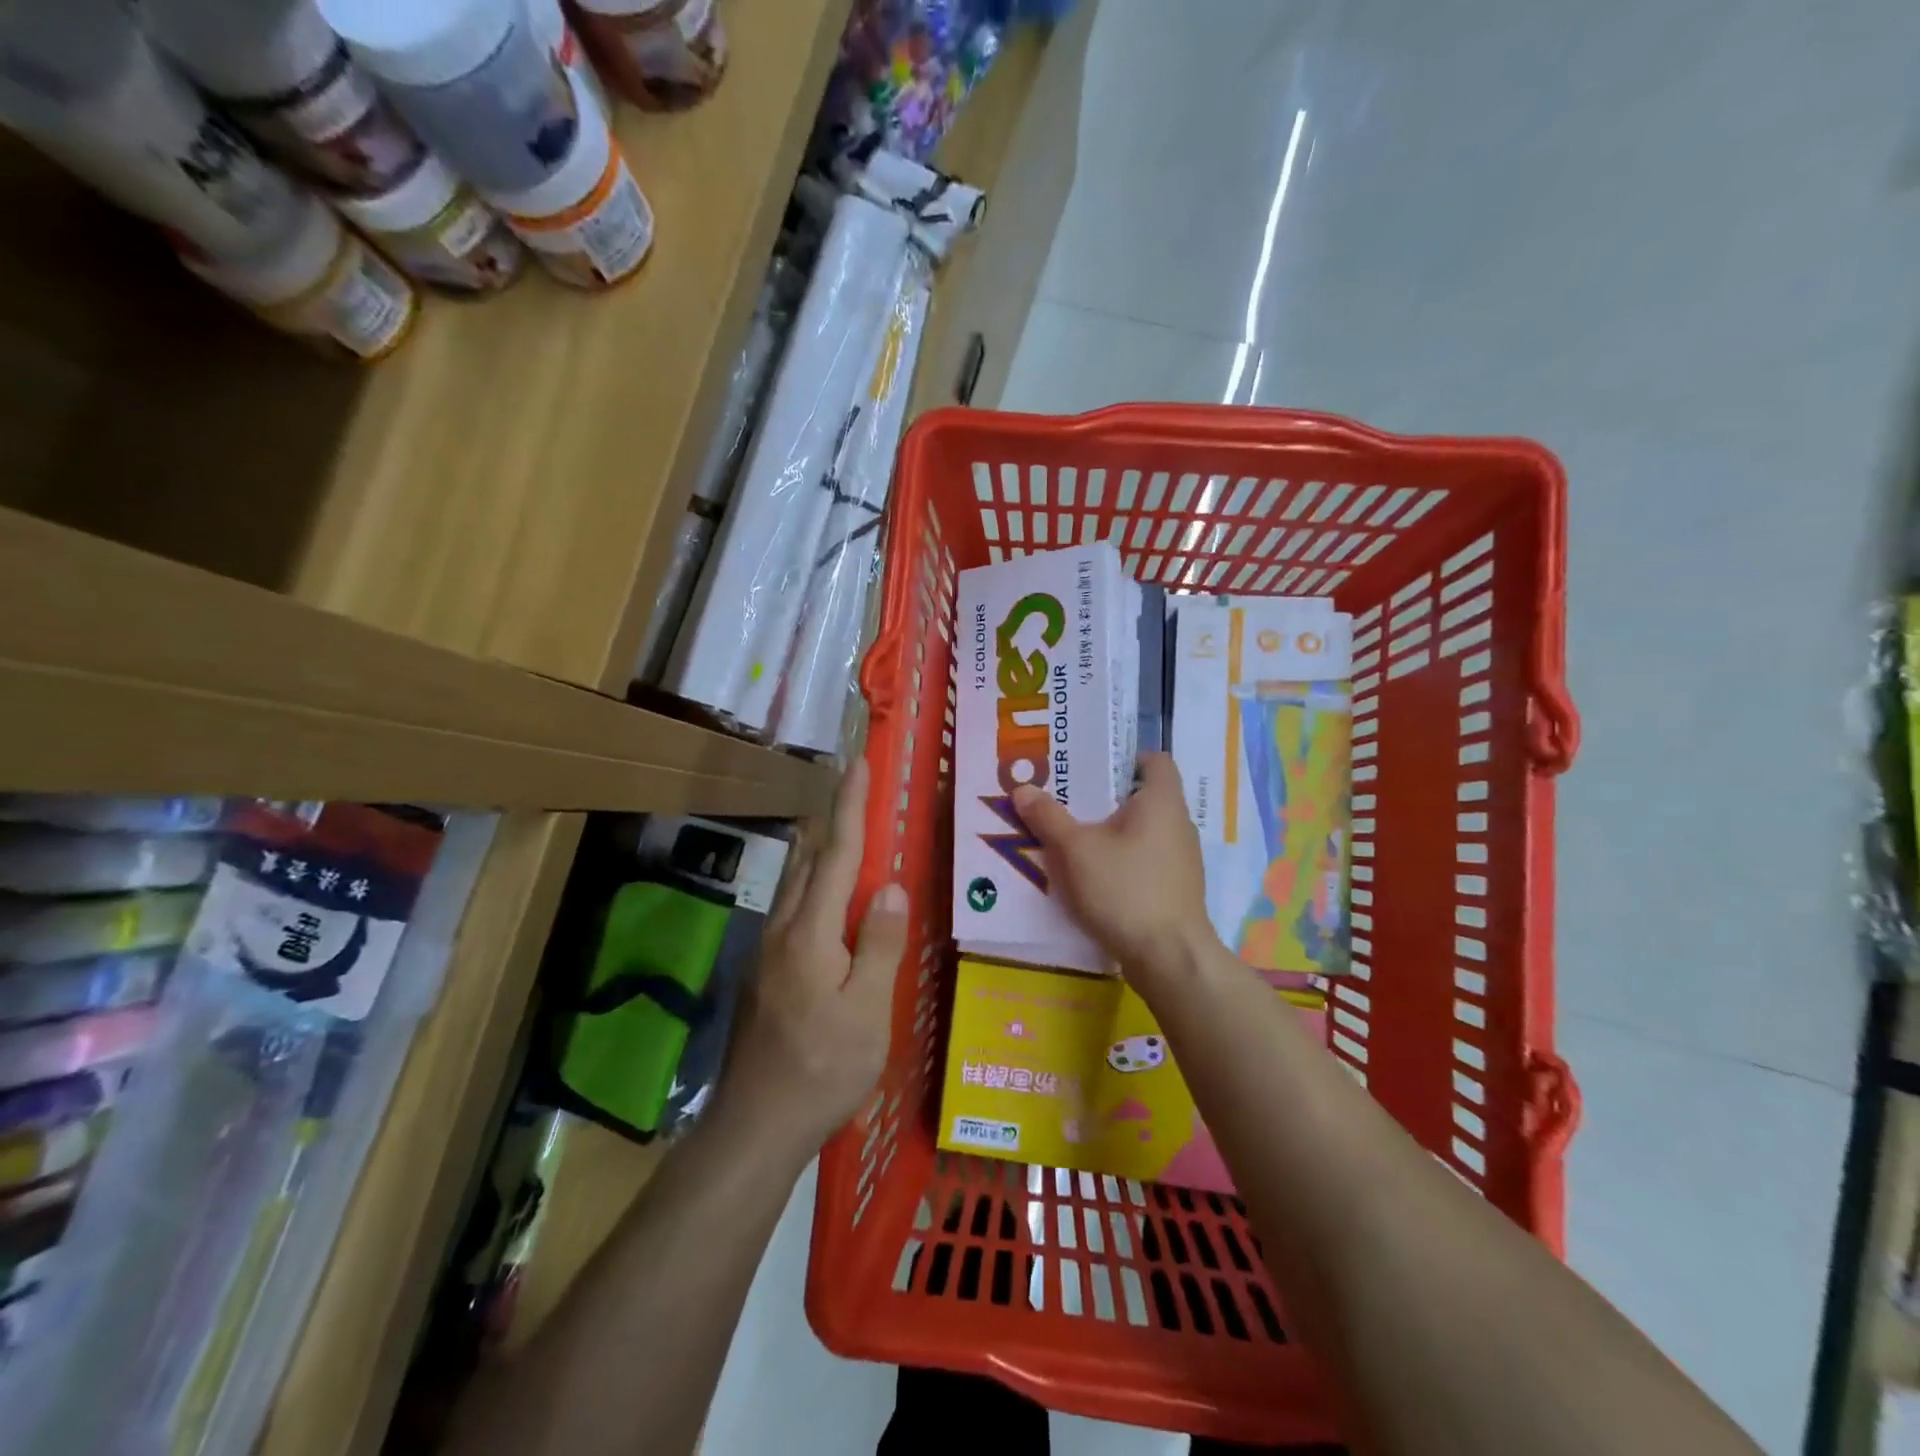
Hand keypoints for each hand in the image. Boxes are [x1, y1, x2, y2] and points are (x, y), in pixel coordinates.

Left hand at [723, 758, 908, 1150]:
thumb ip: (879, 945)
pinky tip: (834, 903)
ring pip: (799, 884)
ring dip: (824, 851)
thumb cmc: (822, 1069)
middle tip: (861, 792)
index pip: (837, 854)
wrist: (756, 1125)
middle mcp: (784, 929)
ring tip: (852, 836)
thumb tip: (891, 886)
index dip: (851, 806)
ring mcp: (769, 950)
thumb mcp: (867, 1011)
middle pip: (812, 859)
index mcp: (811, 932)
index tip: (858, 763)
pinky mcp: (766, 971)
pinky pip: (796, 909)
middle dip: (835, 819)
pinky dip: (818, 886)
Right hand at [1012, 753, 1212, 984]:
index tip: (1092, 767)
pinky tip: (1094, 875)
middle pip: (1144, 796)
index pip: (1155, 760)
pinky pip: (1147, 859)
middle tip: (1068, 800)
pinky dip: (1123, 859)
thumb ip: (1048, 817)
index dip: (1126, 757)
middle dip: (1106, 797)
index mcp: (1162, 801)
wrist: (1169, 957)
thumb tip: (1022, 789)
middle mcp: (1179, 823)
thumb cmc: (1125, 889)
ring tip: (1074, 838)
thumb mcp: (1075, 850)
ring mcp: (1182, 858)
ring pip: (1144, 831)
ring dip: (1113, 831)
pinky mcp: (1176, 888)